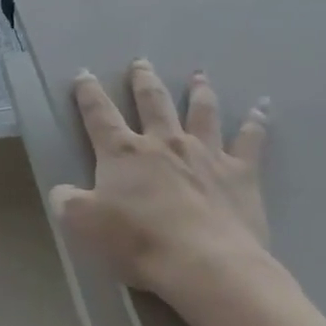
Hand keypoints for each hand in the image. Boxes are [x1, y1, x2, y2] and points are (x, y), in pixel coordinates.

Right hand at [49, 60, 273, 311]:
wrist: (205, 264)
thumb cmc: (138, 242)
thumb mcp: (83, 225)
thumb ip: (67, 202)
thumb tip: (62, 191)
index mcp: (123, 152)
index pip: (99, 115)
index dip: (88, 93)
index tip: (84, 74)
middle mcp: (164, 142)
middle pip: (152, 102)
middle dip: (143, 80)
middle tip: (141, 62)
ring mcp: (205, 153)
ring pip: (201, 112)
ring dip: (199, 91)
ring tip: (199, 75)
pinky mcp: (240, 173)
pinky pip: (251, 140)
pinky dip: (257, 122)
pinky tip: (263, 108)